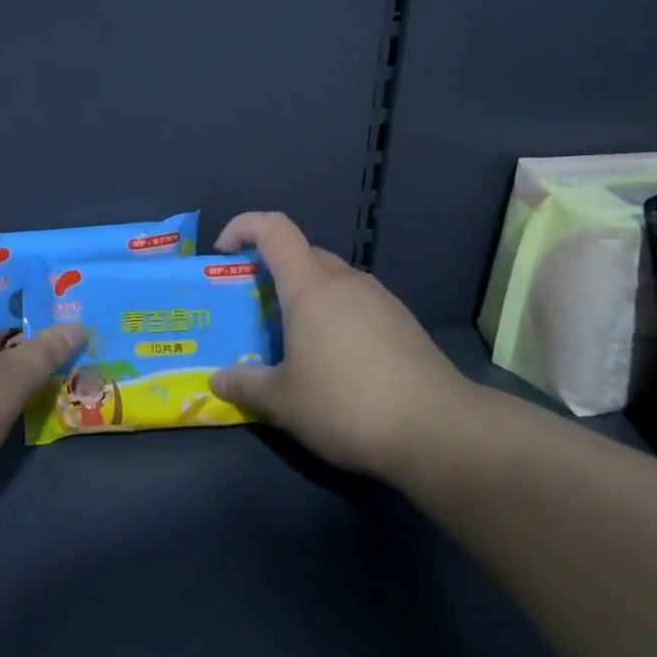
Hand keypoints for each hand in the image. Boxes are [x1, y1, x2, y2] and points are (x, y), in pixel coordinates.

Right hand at [207, 211, 473, 480]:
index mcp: (310, 286)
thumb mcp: (283, 402)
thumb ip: (245, 385)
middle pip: (303, 254)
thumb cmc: (347, 404)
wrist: (439, 430)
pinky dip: (336, 316)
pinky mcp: (403, 323)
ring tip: (295, 340)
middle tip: (256, 309)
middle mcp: (345, 281)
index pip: (273, 229)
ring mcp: (381, 299)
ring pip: (332, 280)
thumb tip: (217, 380)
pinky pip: (357, 303)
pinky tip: (337, 360)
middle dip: (273, 271)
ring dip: (307, 297)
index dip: (243, 227)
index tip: (223, 252)